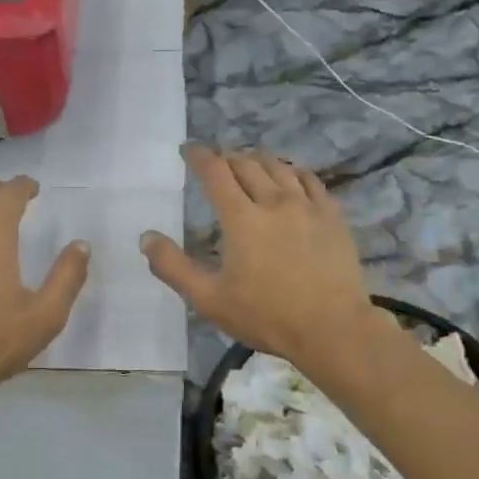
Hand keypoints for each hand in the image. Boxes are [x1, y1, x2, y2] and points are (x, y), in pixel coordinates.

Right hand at [140, 146, 376, 363]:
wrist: (331, 328)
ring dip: (258, 159)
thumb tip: (146, 236)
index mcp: (241, 218)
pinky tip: (290, 176)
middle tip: (216, 162)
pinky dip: (293, 171)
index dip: (199, 156)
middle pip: (246, 163)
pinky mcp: (332, 216)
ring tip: (249, 162)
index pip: (215, 172)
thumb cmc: (266, 316)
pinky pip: (311, 180)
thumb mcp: (209, 299)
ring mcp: (307, 206)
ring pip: (279, 167)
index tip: (188, 150)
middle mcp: (274, 201)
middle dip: (226, 157)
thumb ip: (173, 267)